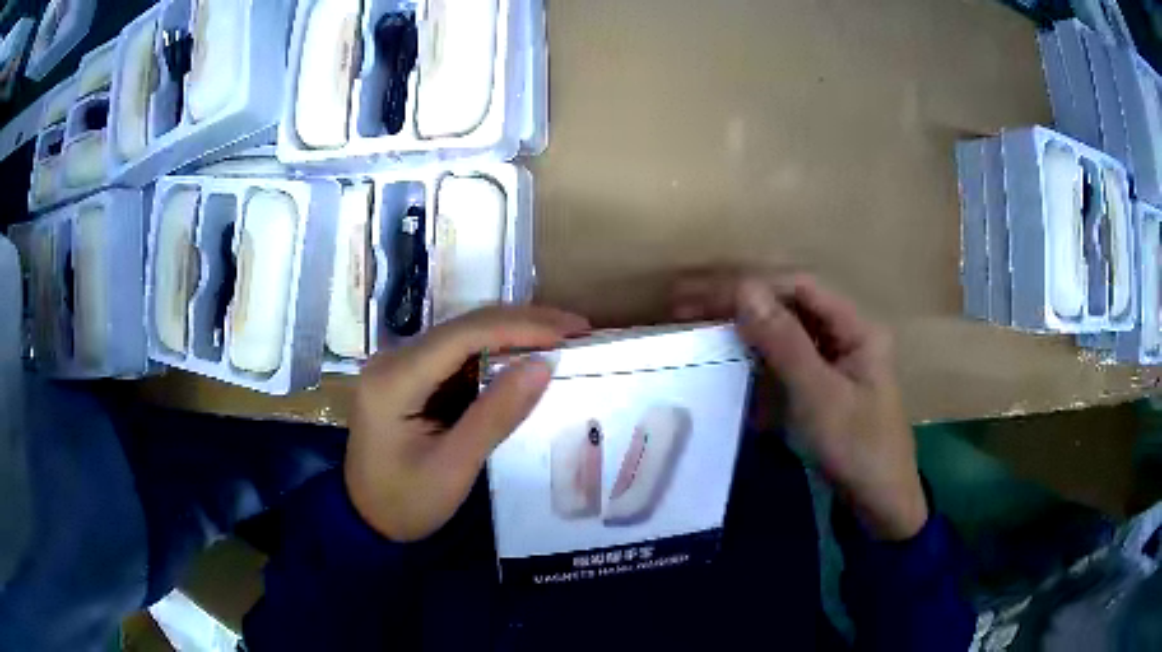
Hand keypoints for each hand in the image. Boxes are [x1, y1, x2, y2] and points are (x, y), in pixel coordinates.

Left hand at [347, 307, 589, 541]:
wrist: (368, 522)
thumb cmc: (407, 502)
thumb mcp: (455, 466)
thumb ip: (496, 414)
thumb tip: (543, 365)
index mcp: (394, 379)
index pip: (464, 335)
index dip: (521, 326)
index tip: (572, 331)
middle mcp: (393, 359)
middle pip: (464, 326)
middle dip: (523, 324)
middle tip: (577, 331)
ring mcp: (400, 366)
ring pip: (464, 336)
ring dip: (513, 335)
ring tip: (562, 340)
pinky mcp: (411, 378)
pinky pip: (459, 356)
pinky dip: (496, 356)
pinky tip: (526, 359)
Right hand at [672, 269, 927, 540]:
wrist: (879, 506)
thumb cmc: (858, 449)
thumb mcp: (820, 396)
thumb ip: (784, 342)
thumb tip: (744, 289)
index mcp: (856, 328)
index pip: (799, 287)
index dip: (753, 285)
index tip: (704, 295)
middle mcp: (845, 336)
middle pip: (789, 306)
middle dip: (740, 303)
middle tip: (686, 304)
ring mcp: (832, 364)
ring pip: (782, 334)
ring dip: (742, 328)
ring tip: (696, 325)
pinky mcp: (819, 389)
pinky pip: (782, 363)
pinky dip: (754, 360)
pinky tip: (726, 361)